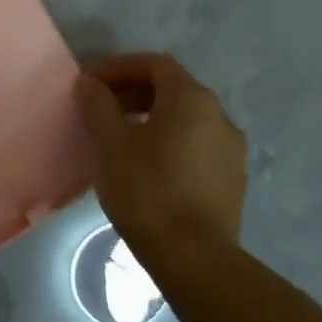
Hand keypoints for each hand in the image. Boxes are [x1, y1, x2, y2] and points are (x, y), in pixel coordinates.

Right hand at [75, 53, 246, 270]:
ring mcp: (231, 149)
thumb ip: (98, 105)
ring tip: (119, 138)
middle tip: (100, 109)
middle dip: (133, 92)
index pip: (154, 64)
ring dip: (150, 117)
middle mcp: (219, 116)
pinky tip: (145, 165)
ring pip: (185, 118)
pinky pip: (195, 144)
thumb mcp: (110, 143)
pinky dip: (168, 141)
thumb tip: (90, 83)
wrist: (194, 257)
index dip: (118, 67)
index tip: (90, 84)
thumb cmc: (146, 190)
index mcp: (192, 99)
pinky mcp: (232, 178)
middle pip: (172, 88)